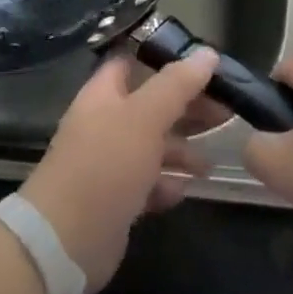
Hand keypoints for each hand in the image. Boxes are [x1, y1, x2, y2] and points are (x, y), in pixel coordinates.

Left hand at [20, 49, 217, 290]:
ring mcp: (109, 162)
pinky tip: (185, 189)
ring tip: (211, 161)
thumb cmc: (105, 165)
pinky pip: (148, 183)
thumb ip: (176, 85)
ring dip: (182, 150)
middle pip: (151, 105)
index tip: (205, 63)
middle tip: (226, 112)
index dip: (166, 58)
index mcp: (104, 94)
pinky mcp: (116, 199)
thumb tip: (207, 53)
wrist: (66, 240)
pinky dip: (168, 184)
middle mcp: (105, 123)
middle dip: (186, 107)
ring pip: (153, 146)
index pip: (134, 62)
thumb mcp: (144, 117)